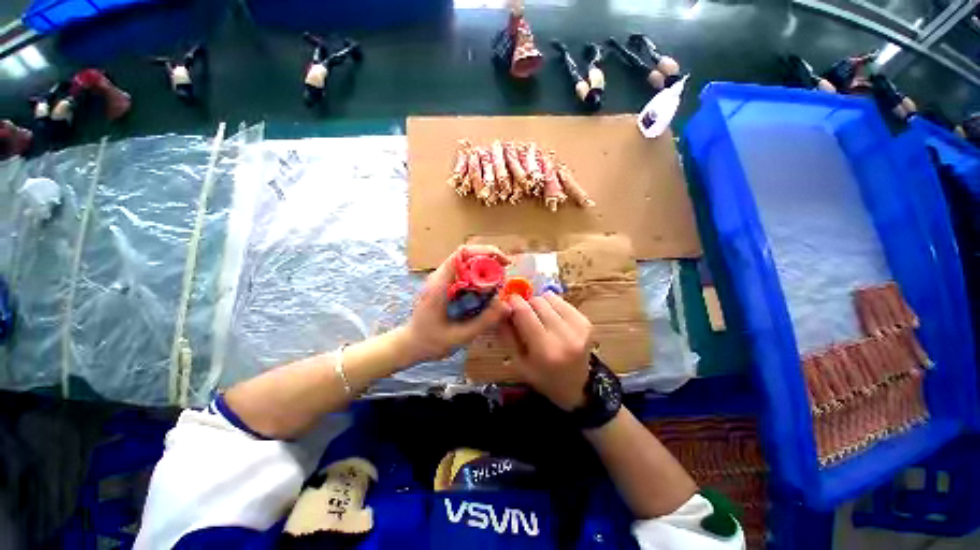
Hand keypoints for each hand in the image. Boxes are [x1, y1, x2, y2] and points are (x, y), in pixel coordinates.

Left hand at [401, 246, 511, 362]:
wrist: (410, 344)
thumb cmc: (430, 341)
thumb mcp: (459, 336)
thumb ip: (483, 322)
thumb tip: (507, 306)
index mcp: (440, 283)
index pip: (462, 254)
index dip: (485, 252)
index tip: (504, 262)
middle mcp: (441, 276)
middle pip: (467, 255)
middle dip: (489, 260)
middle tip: (505, 275)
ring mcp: (442, 279)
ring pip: (467, 263)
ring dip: (485, 269)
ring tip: (499, 283)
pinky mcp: (445, 285)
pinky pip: (465, 274)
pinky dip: (479, 278)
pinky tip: (488, 291)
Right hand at [502, 293, 591, 410]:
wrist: (575, 387)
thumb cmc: (541, 377)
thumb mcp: (518, 362)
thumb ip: (507, 333)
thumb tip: (501, 306)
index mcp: (545, 350)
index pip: (525, 312)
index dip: (513, 302)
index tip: (508, 302)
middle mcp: (565, 336)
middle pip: (538, 301)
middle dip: (527, 305)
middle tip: (524, 316)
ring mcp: (579, 328)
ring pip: (550, 298)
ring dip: (540, 304)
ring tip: (539, 318)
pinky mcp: (587, 322)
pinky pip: (563, 302)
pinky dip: (553, 306)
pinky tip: (552, 319)